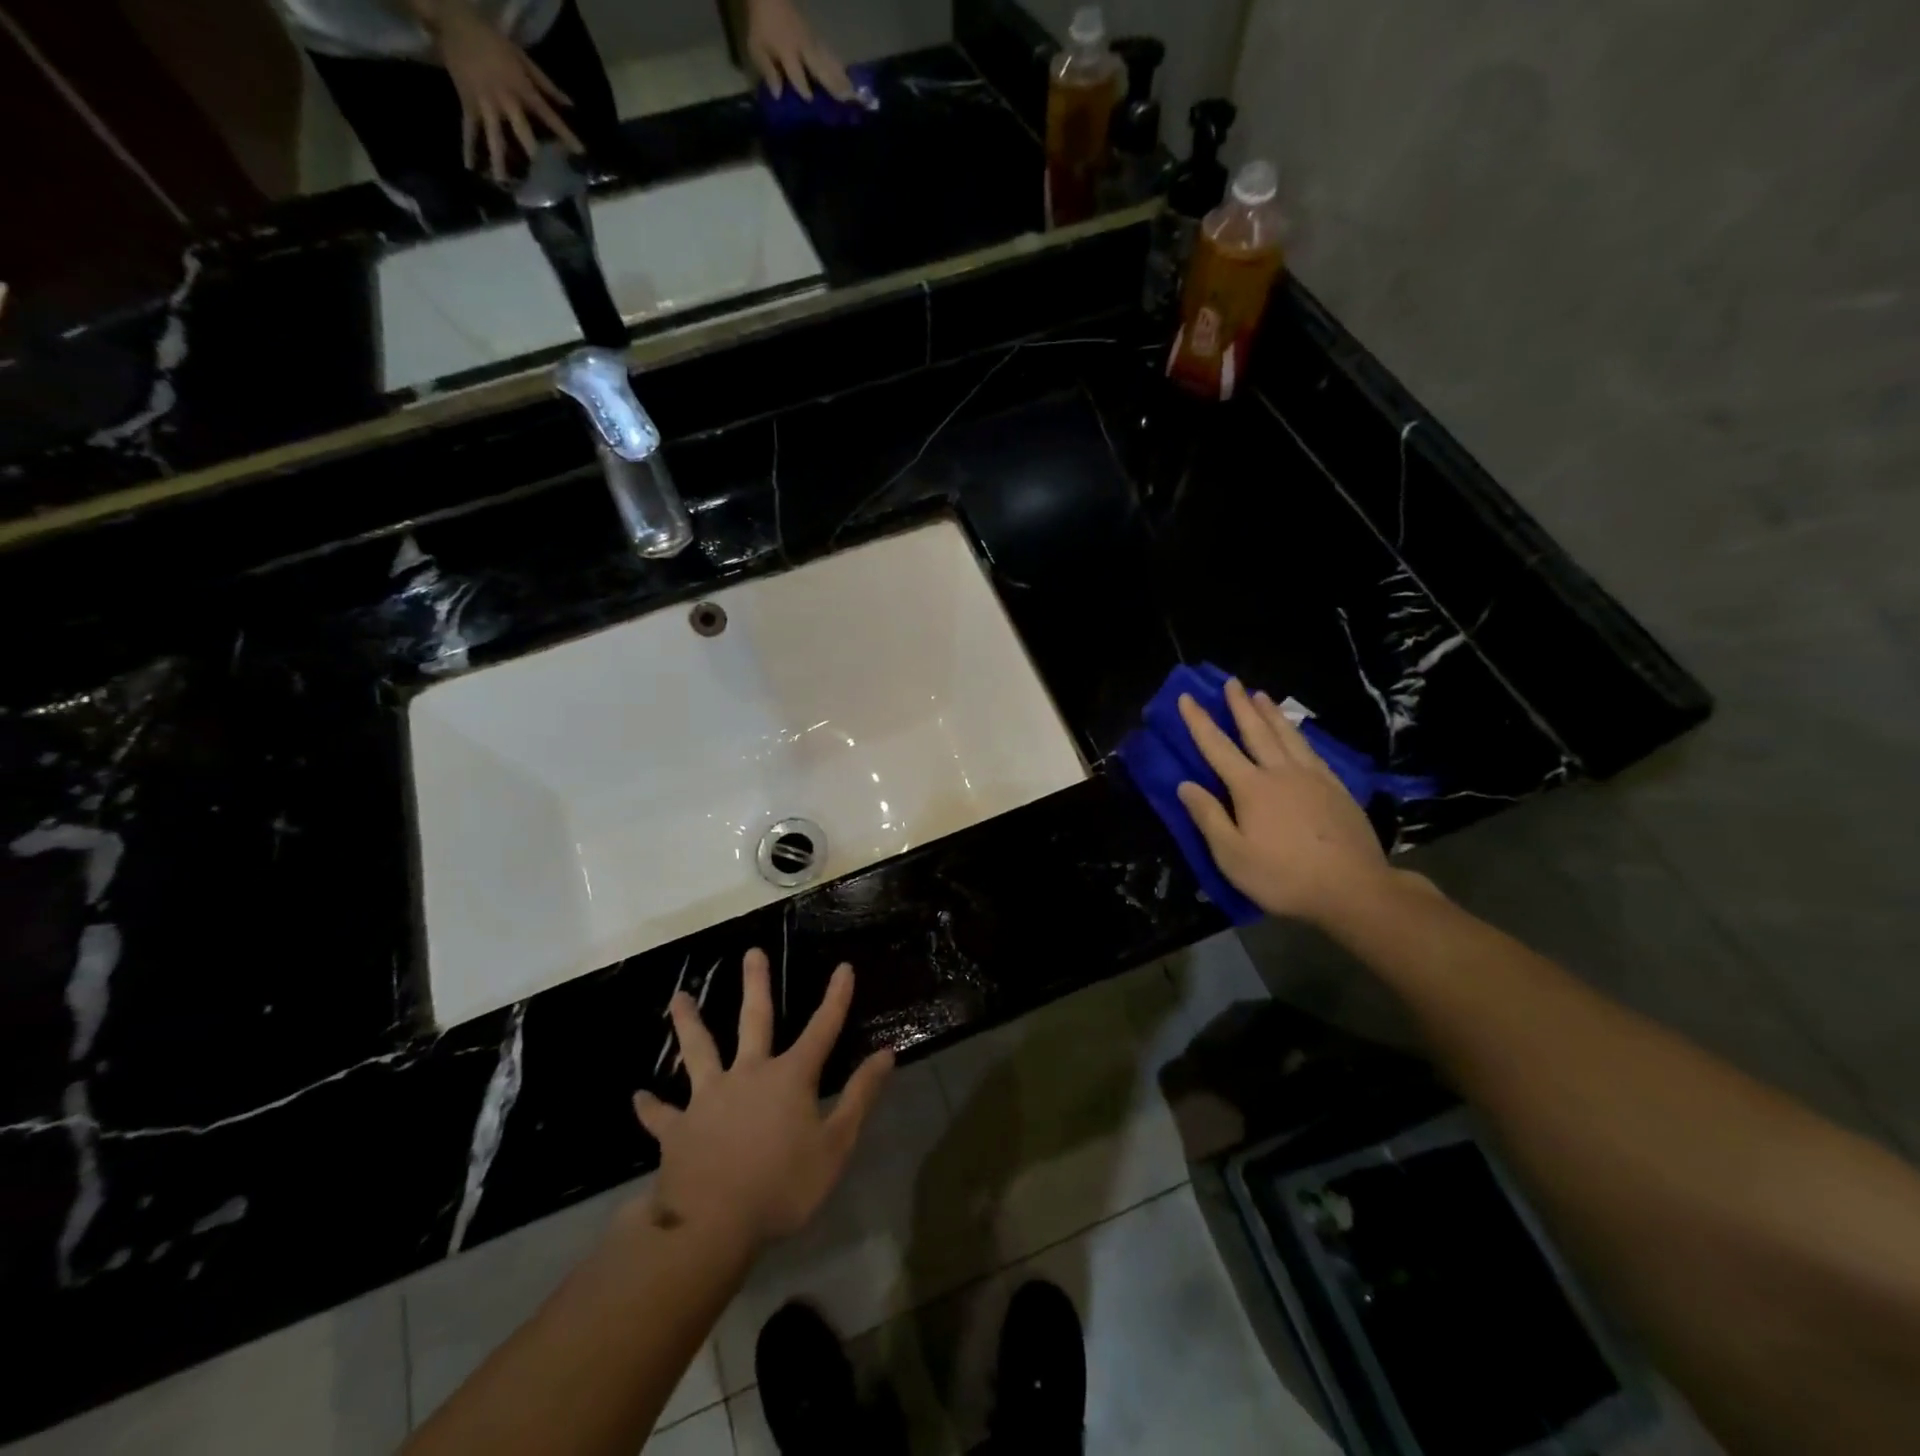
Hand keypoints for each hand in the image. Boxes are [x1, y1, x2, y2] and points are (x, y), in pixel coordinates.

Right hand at [428, 0, 581, 180]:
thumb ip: (547, 85)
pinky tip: (470, 166)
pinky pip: (468, 128)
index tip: (581, 154)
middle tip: (544, 180)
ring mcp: (485, 105)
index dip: (565, 135)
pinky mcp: (468, 104)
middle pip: (522, 133)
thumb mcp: (523, 58)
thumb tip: (571, 106)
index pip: (549, 117)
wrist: (454, 22)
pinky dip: (468, 146)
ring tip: (504, 183)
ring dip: (499, 160)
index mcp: (522, 89)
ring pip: (494, 137)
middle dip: (534, 155)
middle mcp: (505, 101)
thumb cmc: (494, 41)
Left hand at [633, 951, 892, 1245]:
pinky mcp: (679, 1129)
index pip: (822, 1029)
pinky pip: (662, 1115)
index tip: (843, 967)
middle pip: (754, 1021)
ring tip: (678, 997)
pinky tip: (638, 1097)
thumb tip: (886, 1053)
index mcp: (789, 1077)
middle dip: (756, 985)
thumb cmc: (782, 1186)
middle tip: (750, 953)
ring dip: (689, 1023)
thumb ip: (860, 1097)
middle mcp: (748, 1074)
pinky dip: (651, 1106)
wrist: (712, 1225)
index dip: (836, 998)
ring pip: (699, 1051)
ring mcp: (709, 1099)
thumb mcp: (835, 1145)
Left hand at [745, 0, 853, 100]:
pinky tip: (846, 74)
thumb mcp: (757, 48)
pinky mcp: (816, 37)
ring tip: (852, 91)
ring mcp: (812, 41)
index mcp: (788, 52)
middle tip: (847, 101)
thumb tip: (778, 94)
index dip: (803, 88)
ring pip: (828, 61)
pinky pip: (829, 54)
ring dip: (840, 76)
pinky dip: (838, 65)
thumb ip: (768, 71)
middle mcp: (803, 48)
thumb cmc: (762, 25)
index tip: (811, 101)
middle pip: (820, 69)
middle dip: (832, 85)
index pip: (798, 75)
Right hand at [1176, 679, 1415, 928]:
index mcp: (1251, 788)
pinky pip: (1312, 751)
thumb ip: (1208, 817)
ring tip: (1261, 695)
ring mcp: (1313, 778)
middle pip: (1256, 731)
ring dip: (1271, 713)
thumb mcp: (1232, 856)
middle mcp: (1281, 773)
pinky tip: (1297, 733)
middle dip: (1240, 705)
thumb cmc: (1283, 876)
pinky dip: (1298, 735)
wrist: (1354, 889)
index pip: (1217, 748)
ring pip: (1288, 736)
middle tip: (1232, 682)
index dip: (1199, 722)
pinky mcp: (1336, 789)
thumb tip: (1186, 785)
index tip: (1187, 697)